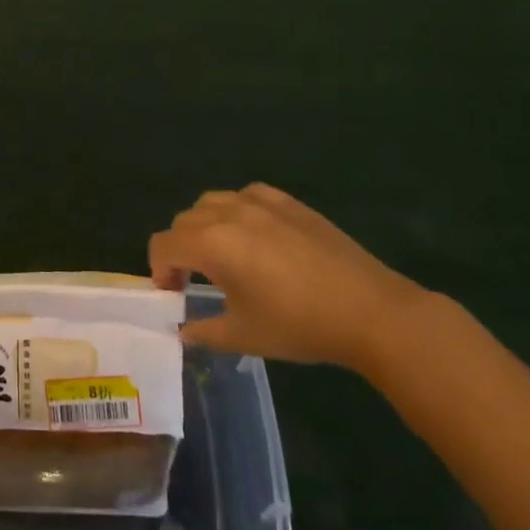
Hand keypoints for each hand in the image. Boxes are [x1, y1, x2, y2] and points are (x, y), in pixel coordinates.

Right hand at [150, 184, 427, 372]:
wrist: (369, 310)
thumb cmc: (300, 325)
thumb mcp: (245, 336)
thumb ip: (204, 330)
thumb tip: (183, 331)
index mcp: (212, 243)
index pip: (163, 244)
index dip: (159, 269)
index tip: (174, 294)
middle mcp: (228, 212)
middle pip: (184, 221)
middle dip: (180, 249)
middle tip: (194, 280)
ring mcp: (260, 202)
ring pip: (211, 202)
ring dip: (205, 226)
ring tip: (224, 255)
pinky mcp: (288, 201)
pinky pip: (246, 194)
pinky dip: (236, 210)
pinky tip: (254, 234)